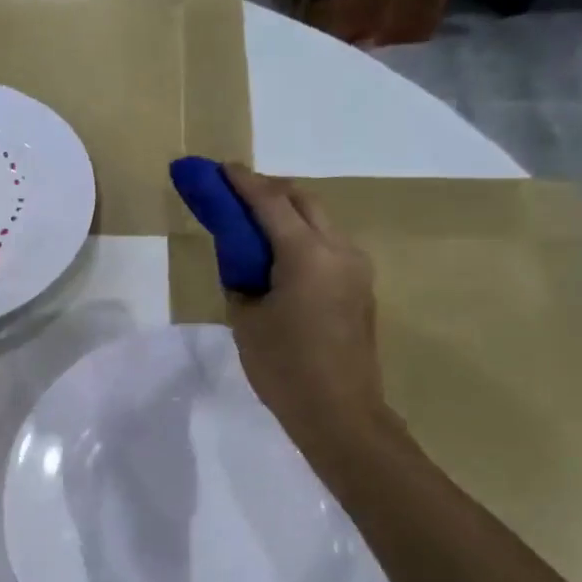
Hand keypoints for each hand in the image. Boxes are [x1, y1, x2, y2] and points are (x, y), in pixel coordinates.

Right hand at [222, 164, 395, 478]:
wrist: (339, 413)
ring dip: (288, 213)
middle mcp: (339, 249)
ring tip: (255, 225)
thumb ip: (241, 277)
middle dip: (268, 191)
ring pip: (320, 221)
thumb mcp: (246, 319)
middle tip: (236, 195)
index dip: (242, 182)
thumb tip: (244, 258)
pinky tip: (281, 256)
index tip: (219, 168)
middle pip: (303, 201)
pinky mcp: (362, 286)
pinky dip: (303, 237)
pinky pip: (329, 245)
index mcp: (307, 254)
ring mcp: (357, 267)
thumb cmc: (284, 368)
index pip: (270, 202)